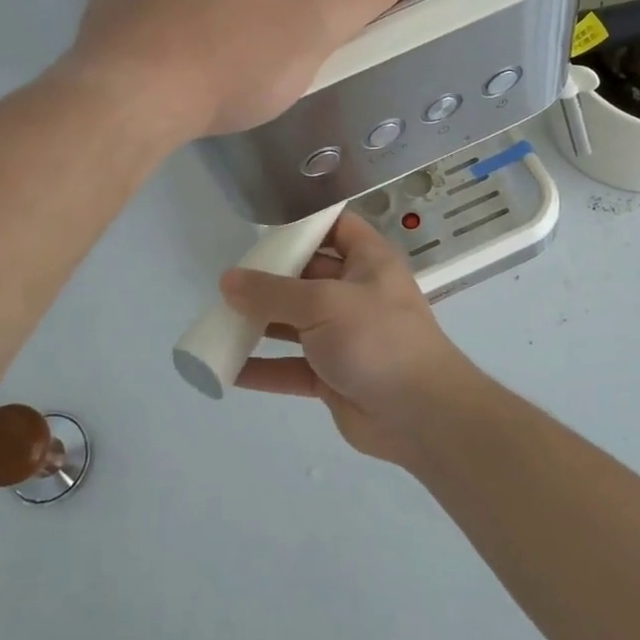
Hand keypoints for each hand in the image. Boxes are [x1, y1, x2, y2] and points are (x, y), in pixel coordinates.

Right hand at [222, 213, 481, 465]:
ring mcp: (345, 337)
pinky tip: (228, 369)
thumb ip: (272, 292)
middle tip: (227, 281)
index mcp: (367, 262)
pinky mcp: (333, 376)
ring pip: (295, 323)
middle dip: (269, 279)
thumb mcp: (323, 303)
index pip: (335, 228)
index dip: (303, 224)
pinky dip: (263, 368)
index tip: (262, 228)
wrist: (420, 415)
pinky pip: (291, 366)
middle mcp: (356, 293)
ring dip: (259, 324)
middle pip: (306, 276)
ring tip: (218, 321)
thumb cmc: (377, 339)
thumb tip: (228, 281)